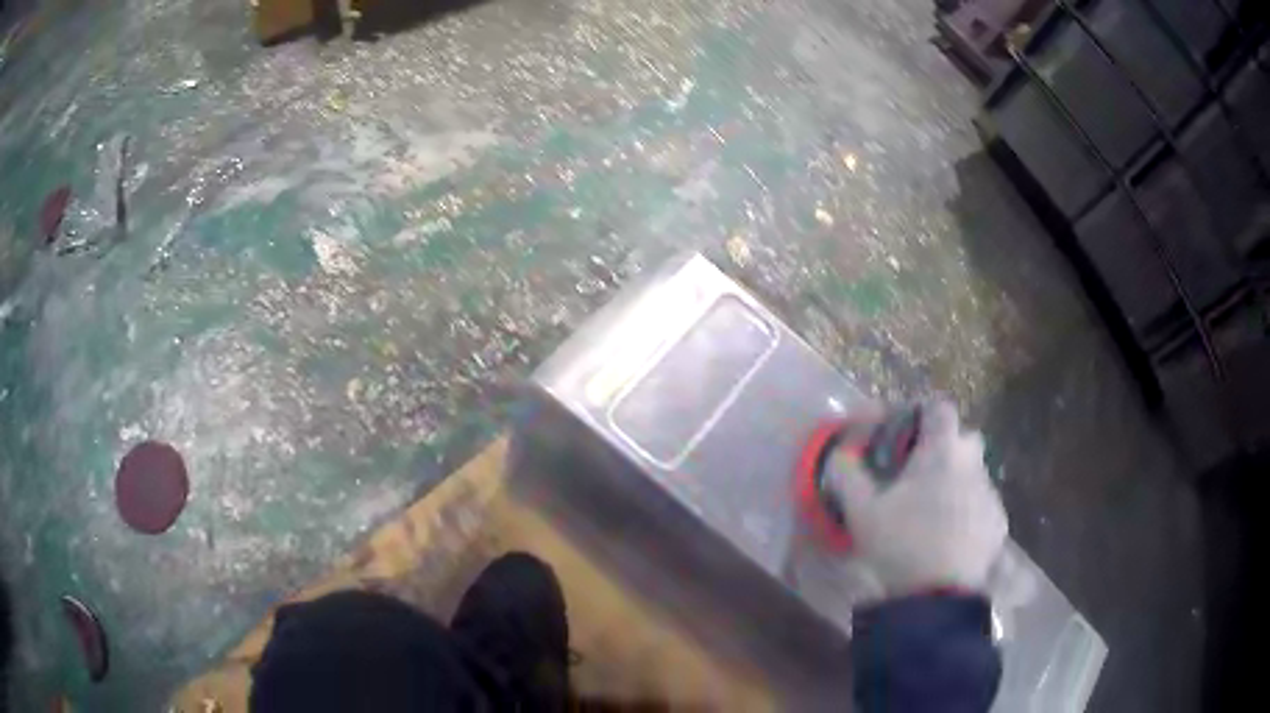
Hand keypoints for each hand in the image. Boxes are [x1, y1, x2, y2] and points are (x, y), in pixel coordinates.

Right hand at [825, 400, 1007, 596]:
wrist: (938, 596)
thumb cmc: (900, 544)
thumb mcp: (860, 511)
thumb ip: (847, 474)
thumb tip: (840, 454)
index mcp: (942, 451)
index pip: (939, 407)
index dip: (920, 413)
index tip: (903, 434)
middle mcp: (973, 463)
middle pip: (962, 438)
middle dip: (942, 448)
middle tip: (916, 475)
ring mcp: (990, 493)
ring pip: (973, 473)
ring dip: (955, 481)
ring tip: (931, 511)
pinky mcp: (998, 522)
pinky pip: (981, 504)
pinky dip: (967, 511)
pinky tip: (949, 537)